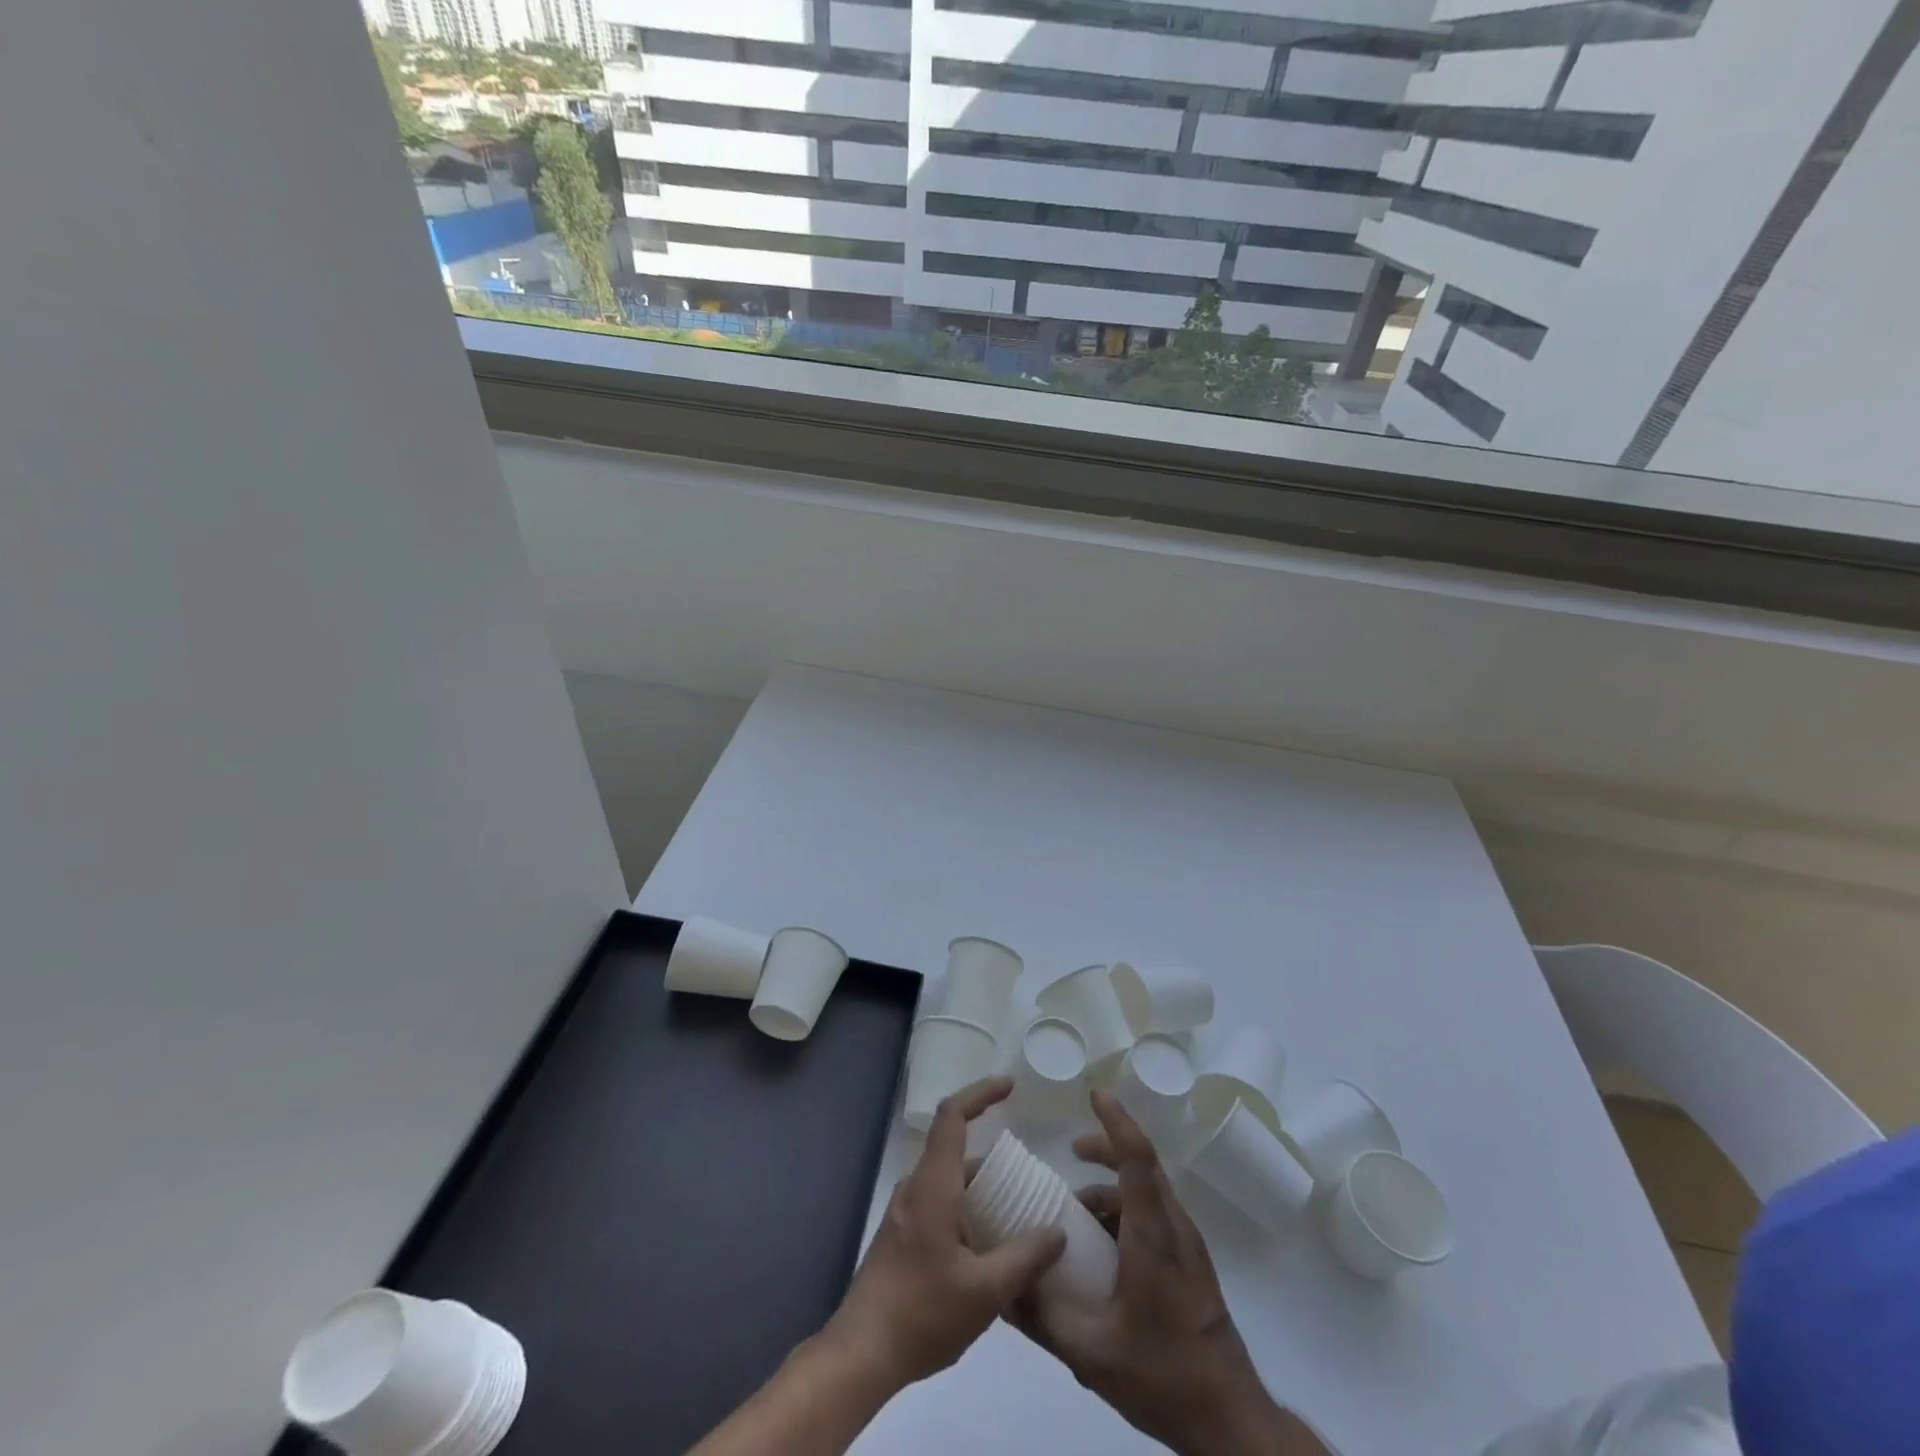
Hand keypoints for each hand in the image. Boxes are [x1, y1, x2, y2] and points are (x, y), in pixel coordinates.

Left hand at [822, 1077, 1065, 1392]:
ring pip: (949, 1181)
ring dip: (981, 1189)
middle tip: (1030, 1181)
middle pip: (955, 1150)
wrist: (860, 1353)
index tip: (1010, 1086)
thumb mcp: (985, 1293)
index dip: (981, 1093)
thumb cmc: (922, 1314)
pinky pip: (940, 1204)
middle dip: (994, 1158)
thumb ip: (1024, 1258)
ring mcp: (905, 1212)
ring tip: (1017, 1217)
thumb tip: (1057, 1231)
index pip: (953, 1116)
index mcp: (933, 1186)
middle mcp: (916, 1188)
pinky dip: (967, 1209)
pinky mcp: (902, 1235)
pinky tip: (988, 1248)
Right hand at [1007, 1092, 1328, 1455]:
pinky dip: (1126, 1211)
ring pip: (1149, 1193)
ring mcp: (1188, 1246)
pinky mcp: (1191, 1265)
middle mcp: (1174, 1228)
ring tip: (1077, 1214)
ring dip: (1114, 1187)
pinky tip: (1103, 1250)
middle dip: (1107, 1147)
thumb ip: (1042, 1318)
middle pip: (1143, 1165)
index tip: (1094, 1094)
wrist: (1230, 1420)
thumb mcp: (1090, 1353)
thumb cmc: (1163, 1375)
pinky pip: (1156, 1216)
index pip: (1137, 1157)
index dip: (1116, 1121)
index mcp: (1152, 1235)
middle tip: (1072, 1152)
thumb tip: (1001, 1288)